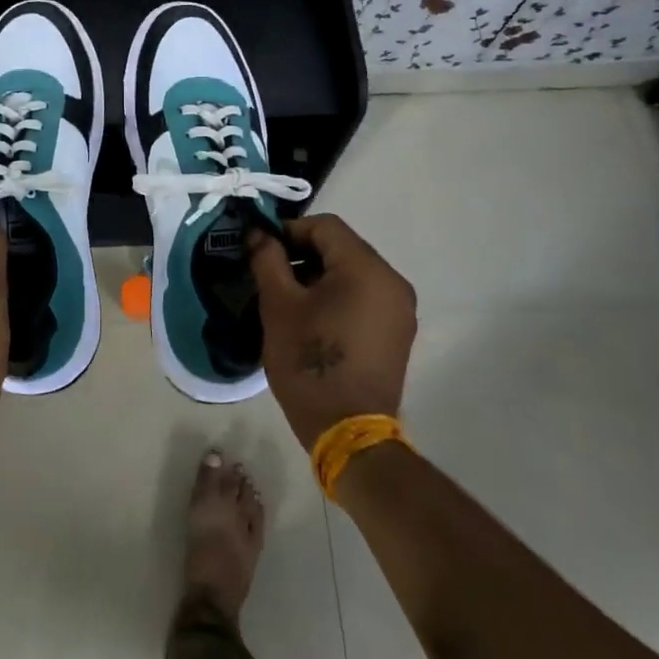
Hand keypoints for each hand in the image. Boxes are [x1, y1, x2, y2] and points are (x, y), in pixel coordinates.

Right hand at [250, 213, 416, 449]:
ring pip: (353, 272)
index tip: (262, 250)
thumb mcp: (279, 306)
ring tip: (288, 297)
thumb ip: (268, 260)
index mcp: (367, 268)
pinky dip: (338, 295)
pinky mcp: (398, 332)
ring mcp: (400, 309)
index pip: (325, 226)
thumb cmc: (310, 362)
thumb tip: (259, 235)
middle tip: (271, 273)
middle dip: (303, 254)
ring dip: (319, 275)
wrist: (348, 432)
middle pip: (341, 247)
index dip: (289, 231)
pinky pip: (364, 296)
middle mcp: (392, 281)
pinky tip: (313, 317)